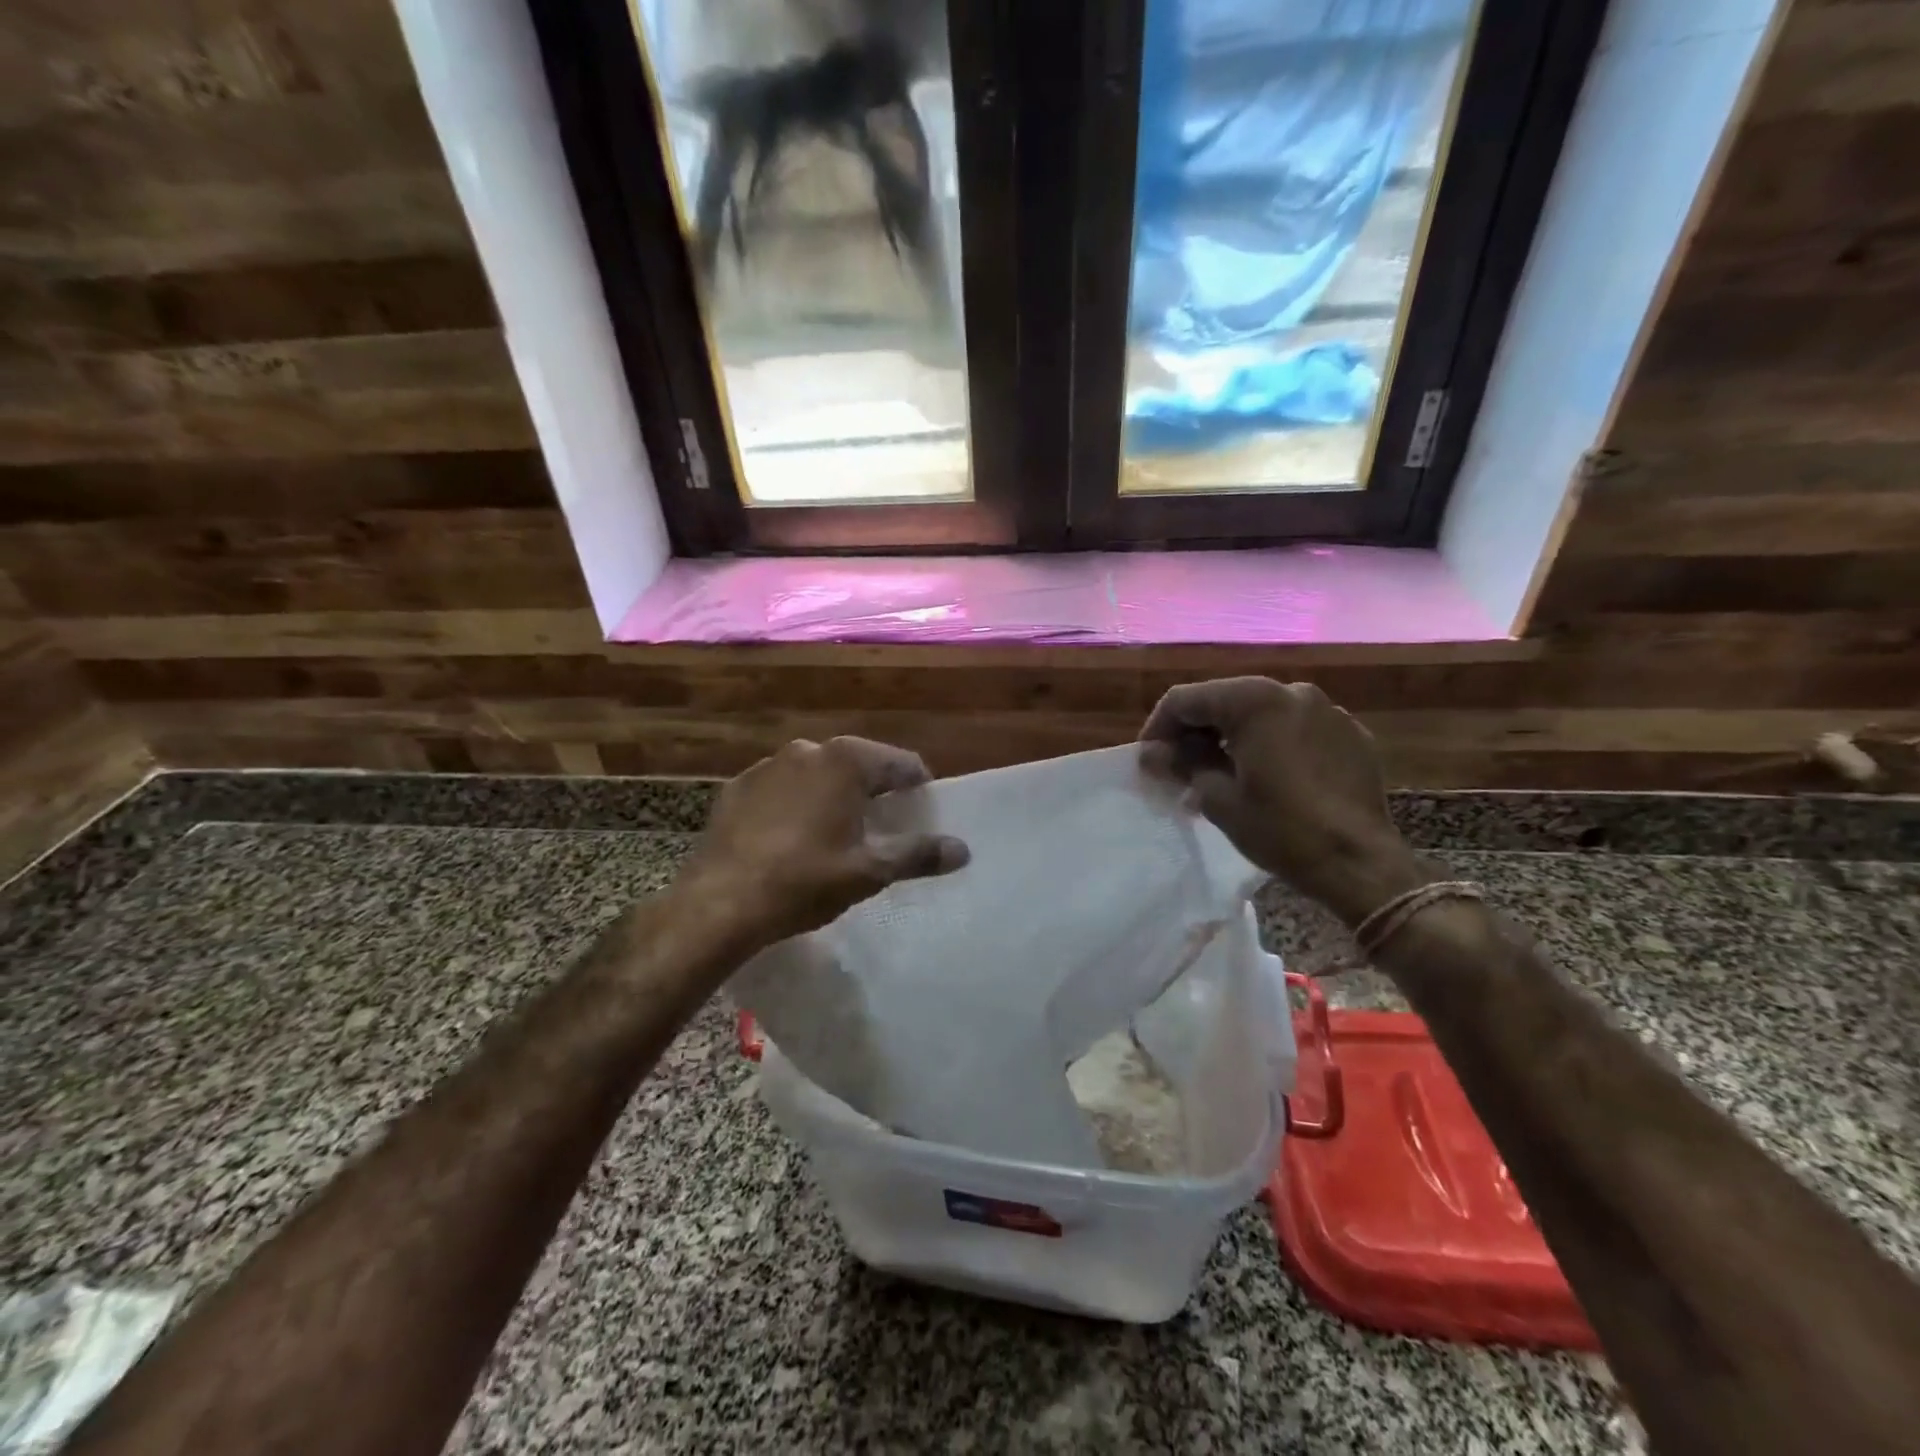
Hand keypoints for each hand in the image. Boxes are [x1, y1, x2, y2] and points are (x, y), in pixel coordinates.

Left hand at [684, 736, 969, 947]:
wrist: (719, 903)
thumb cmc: (804, 881)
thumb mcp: (869, 871)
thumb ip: (918, 854)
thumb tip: (963, 849)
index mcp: (846, 761)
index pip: (902, 763)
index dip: (918, 788)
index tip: (923, 814)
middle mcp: (808, 750)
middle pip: (859, 764)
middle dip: (875, 791)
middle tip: (883, 828)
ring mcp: (768, 765)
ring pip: (817, 774)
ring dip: (833, 795)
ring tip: (836, 834)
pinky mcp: (737, 786)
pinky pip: (781, 788)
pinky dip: (795, 803)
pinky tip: (790, 838)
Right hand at [1140, 677, 1425, 925]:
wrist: (1361, 863)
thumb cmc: (1281, 829)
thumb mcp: (1218, 798)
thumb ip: (1183, 764)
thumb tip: (1154, 753)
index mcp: (1254, 700)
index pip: (1186, 699)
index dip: (1158, 728)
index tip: (1148, 762)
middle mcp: (1291, 691)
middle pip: (1224, 700)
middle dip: (1195, 732)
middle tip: (1177, 769)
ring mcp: (1327, 710)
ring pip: (1261, 713)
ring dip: (1232, 738)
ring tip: (1219, 774)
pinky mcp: (1350, 734)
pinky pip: (1295, 729)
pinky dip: (1271, 744)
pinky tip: (1265, 777)